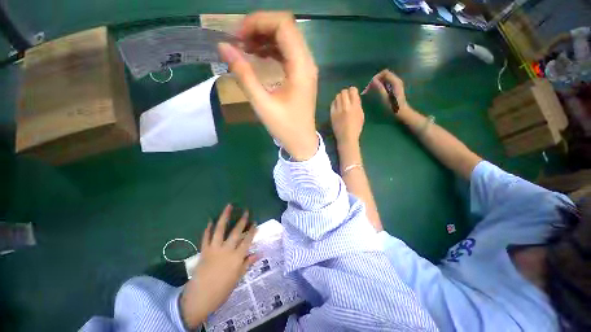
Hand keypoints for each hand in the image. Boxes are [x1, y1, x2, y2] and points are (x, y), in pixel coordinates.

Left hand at [180, 204, 256, 328]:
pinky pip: (205, 237)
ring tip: (228, 206)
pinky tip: (210, 221)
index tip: (255, 223)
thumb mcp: (237, 278)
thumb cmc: (221, 290)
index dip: (252, 231)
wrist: (199, 298)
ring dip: (224, 217)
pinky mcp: (204, 251)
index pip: (247, 240)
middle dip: (242, 220)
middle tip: (246, 211)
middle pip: (236, 232)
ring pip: (220, 229)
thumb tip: (260, 253)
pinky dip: (208, 229)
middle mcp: (226, 250)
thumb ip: (247, 263)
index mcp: (237, 258)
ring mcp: (214, 249)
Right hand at [218, 11, 318, 160]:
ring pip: (287, 39)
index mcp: (301, 68)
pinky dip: (272, 49)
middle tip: (238, 41)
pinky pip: (287, 53)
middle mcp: (307, 63)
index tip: (237, 36)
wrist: (302, 142)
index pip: (283, 25)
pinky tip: (258, 56)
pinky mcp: (302, 75)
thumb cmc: (285, 128)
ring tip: (244, 47)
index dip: (258, 22)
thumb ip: (243, 74)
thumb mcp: (262, 104)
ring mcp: (306, 69)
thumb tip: (223, 46)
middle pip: (286, 28)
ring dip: (265, 38)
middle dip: (259, 27)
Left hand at [330, 87, 363, 145]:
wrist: (346, 137)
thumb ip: (357, 105)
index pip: (352, 90)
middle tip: (346, 97)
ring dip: (339, 98)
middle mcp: (346, 106)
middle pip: (343, 92)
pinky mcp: (332, 114)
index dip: (352, 90)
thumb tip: (354, 98)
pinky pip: (332, 104)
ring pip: (337, 97)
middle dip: (345, 93)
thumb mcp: (361, 115)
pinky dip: (335, 103)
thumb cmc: (356, 127)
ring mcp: (338, 110)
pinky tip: (337, 107)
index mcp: (355, 106)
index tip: (352, 93)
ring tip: (341, 102)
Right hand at [361, 69, 410, 115]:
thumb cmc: (392, 106)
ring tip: (370, 90)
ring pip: (384, 79)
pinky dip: (380, 85)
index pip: (384, 73)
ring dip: (377, 82)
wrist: (400, 111)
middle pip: (384, 75)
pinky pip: (386, 82)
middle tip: (368, 88)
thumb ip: (379, 87)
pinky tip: (376, 91)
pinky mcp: (394, 87)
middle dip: (376, 80)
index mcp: (395, 81)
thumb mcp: (385, 97)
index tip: (370, 84)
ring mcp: (396, 84)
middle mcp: (396, 80)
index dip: (376, 77)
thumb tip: (373, 80)